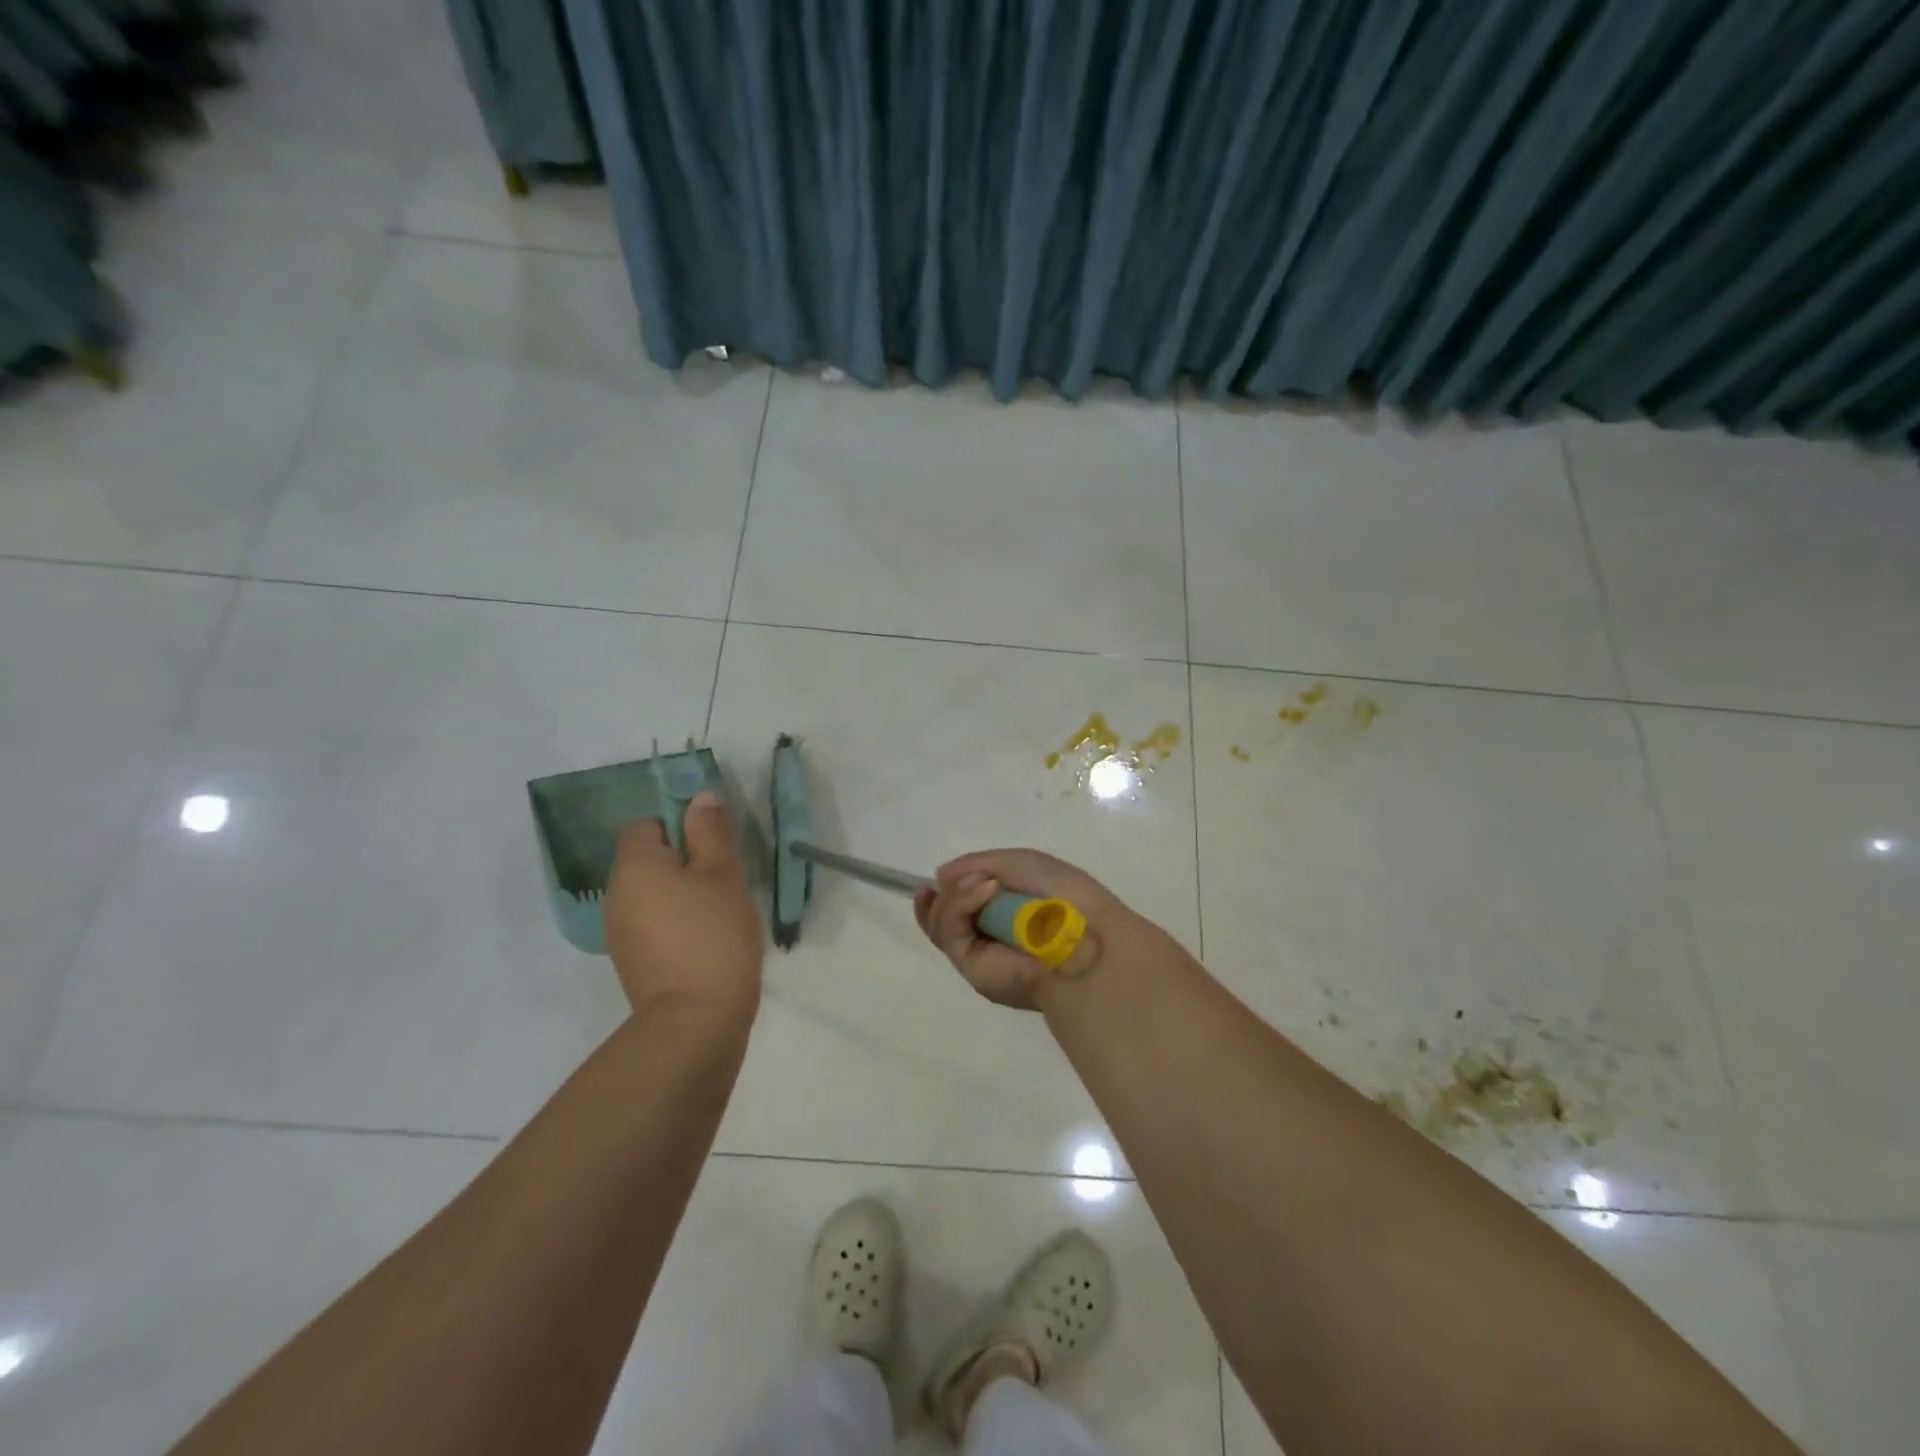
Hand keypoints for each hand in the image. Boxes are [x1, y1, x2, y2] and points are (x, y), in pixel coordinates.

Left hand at [603, 791, 763, 1023]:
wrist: (695, 1022)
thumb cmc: (712, 935)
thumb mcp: (722, 875)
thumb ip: (710, 832)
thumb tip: (700, 798)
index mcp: (634, 866)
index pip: (646, 825)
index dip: (679, 825)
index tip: (714, 843)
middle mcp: (616, 894)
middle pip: (647, 859)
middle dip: (684, 860)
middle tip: (725, 875)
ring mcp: (619, 932)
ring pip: (651, 892)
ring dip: (681, 892)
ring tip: (720, 909)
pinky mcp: (632, 960)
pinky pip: (652, 922)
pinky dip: (675, 920)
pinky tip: (707, 938)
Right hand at [912, 848, 1133, 1009]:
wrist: (1087, 934)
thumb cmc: (1064, 897)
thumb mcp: (1021, 864)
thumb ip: (979, 864)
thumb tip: (940, 875)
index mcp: (1006, 916)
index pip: (962, 909)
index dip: (945, 893)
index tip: (935, 878)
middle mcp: (989, 938)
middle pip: (943, 919)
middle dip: (941, 897)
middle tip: (953, 880)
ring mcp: (980, 955)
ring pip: (940, 924)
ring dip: (954, 895)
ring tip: (985, 883)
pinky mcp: (973, 969)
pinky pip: (950, 932)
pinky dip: (960, 904)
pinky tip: (985, 890)